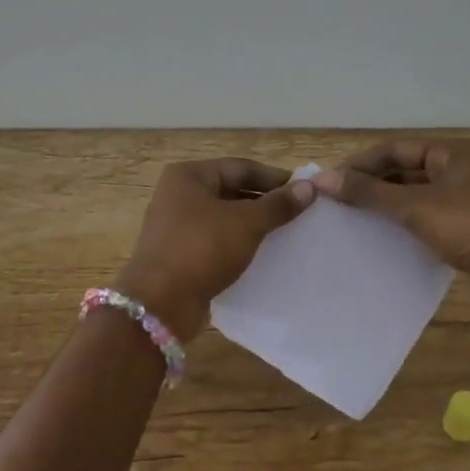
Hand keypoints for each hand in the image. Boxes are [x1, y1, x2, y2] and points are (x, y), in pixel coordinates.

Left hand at [116, 159, 314, 338]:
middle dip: (265, 202)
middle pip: (231, 191)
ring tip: (286, 235)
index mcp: (189, 175)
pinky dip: (238, 245)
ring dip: (252, 225)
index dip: (275, 178)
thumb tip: (310, 187)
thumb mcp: (246, 223)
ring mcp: (176, 226)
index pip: (241, 167)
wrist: (160, 303)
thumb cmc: (202, 249)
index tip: (305, 190)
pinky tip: (262, 255)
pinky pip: (215, 242)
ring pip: (224, 218)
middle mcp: (178, 195)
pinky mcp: (179, 254)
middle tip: (300, 214)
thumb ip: (278, 205)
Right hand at [313, 139, 469, 295]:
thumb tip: (323, 179)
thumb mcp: (414, 206)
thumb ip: (369, 192)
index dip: (362, 162)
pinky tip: (382, 232)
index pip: (397, 148)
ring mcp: (468, 198)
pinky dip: (403, 218)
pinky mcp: (469, 225)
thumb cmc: (469, 227)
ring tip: (353, 214)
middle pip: (407, 168)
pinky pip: (427, 213)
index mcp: (454, 152)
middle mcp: (462, 168)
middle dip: (373, 181)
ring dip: (387, 201)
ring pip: (416, 192)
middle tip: (338, 197)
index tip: (332, 179)